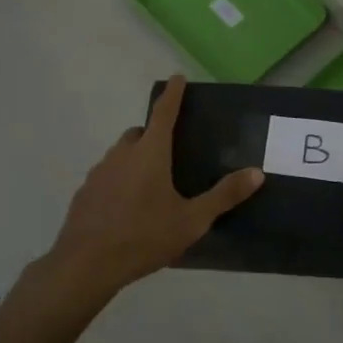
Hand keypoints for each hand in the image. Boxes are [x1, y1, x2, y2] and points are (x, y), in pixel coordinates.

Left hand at [48, 75, 263, 296]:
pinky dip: (118, 181)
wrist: (86, 264)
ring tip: (150, 186)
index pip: (164, 112)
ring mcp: (99, 172)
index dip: (173, 93)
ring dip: (135, 159)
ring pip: (121, 154)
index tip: (177, 77)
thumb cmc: (144, 236)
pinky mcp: (85, 192)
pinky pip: (106, 176)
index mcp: (150, 152)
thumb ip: (224, 195)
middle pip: (140, 133)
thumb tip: (257, 173)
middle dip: (154, 134)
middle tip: (170, 154)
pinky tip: (127, 208)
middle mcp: (123, 154)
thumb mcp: (192, 220)